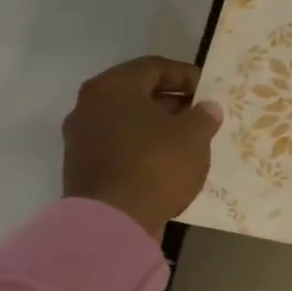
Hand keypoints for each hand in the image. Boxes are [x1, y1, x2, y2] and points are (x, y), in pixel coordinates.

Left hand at [62, 57, 222, 241]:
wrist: (111, 223)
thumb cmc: (155, 165)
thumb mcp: (193, 135)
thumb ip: (203, 115)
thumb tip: (206, 108)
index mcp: (113, 87)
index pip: (155, 67)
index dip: (187, 76)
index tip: (210, 92)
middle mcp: (89, 105)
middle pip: (137, 92)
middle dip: (173, 101)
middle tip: (201, 115)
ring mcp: (81, 137)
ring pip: (127, 119)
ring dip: (158, 125)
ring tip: (188, 140)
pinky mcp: (82, 165)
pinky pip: (119, 143)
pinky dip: (143, 145)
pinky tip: (167, 161)